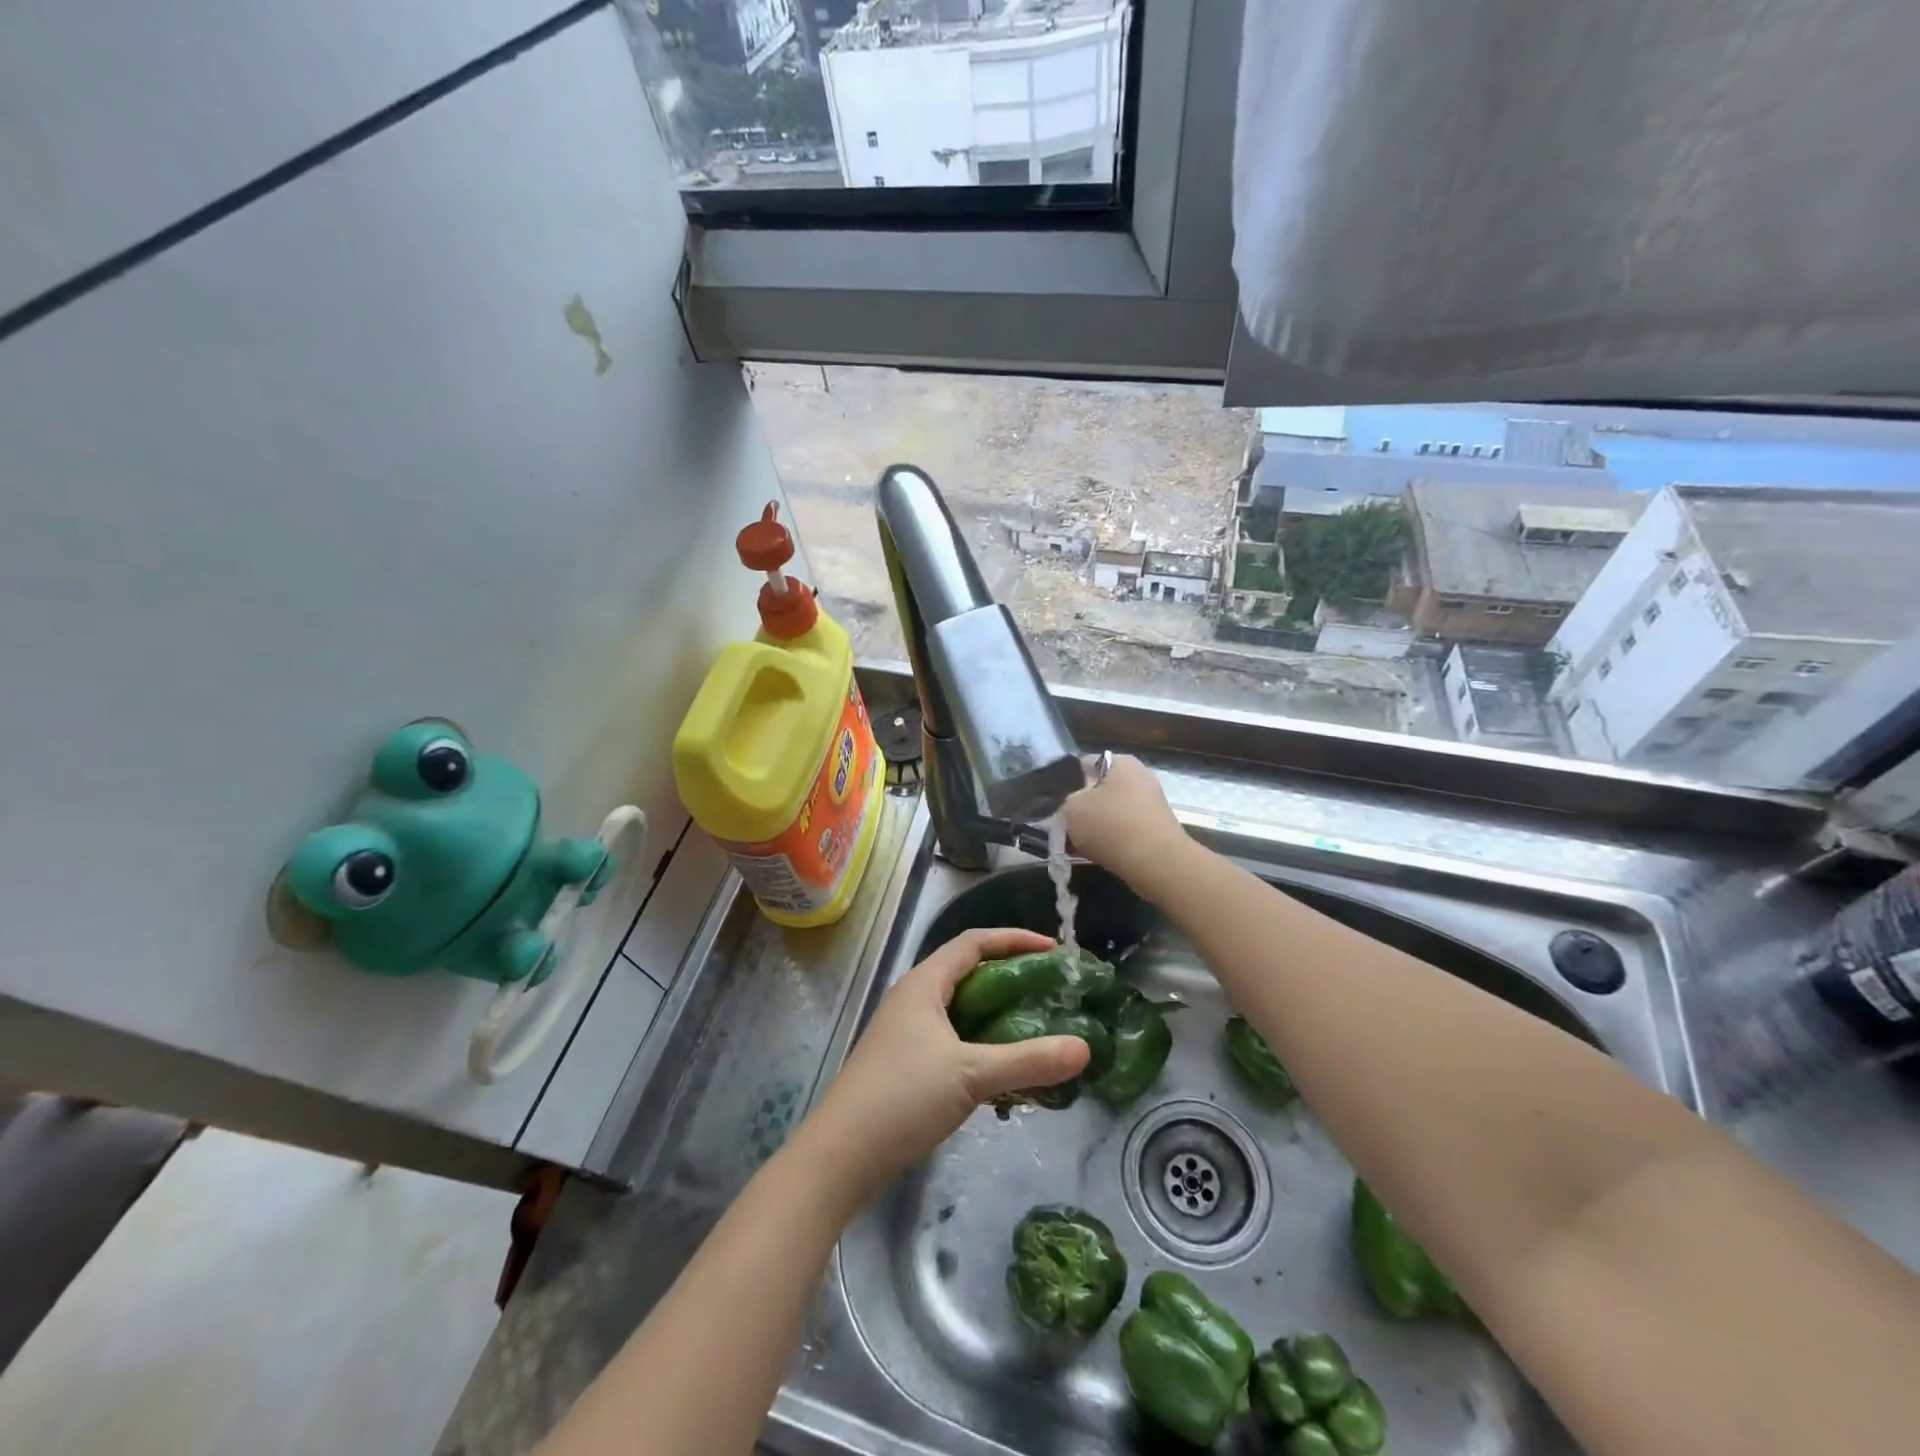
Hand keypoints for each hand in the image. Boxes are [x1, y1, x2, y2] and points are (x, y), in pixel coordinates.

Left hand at [800, 928, 1090, 1202]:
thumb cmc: (903, 1097)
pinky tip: (1004, 1070)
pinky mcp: (906, 1063)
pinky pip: (953, 1039)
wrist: (841, 1156)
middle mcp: (914, 998)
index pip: (973, 942)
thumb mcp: (971, 1074)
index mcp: (924, 983)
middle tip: (1051, 990)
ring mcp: (907, 1032)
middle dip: (1010, 976)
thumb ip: (1028, 1060)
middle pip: (968, 972)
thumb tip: (1084, 1047)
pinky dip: (982, 1044)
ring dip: (997, 1014)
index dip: (1014, 939)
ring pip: (961, 1009)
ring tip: (1036, 1027)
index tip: (1053, 950)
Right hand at [1062, 754, 1192, 898]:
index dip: (1066, 783)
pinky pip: (1125, 829)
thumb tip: (1071, 804)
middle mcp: (1139, 776)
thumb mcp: (1071, 809)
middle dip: (1082, 807)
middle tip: (1066, 826)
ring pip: (1111, 811)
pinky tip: (1099, 854)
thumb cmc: (1111, 826)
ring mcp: (1151, 802)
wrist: (1157, 863)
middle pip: (1099, 789)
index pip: (1083, 764)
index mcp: (1120, 762)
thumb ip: (1065, 801)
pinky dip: (1112, 839)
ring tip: (1078, 844)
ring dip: (1096, 826)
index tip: (1056, 804)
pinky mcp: (1157, 827)